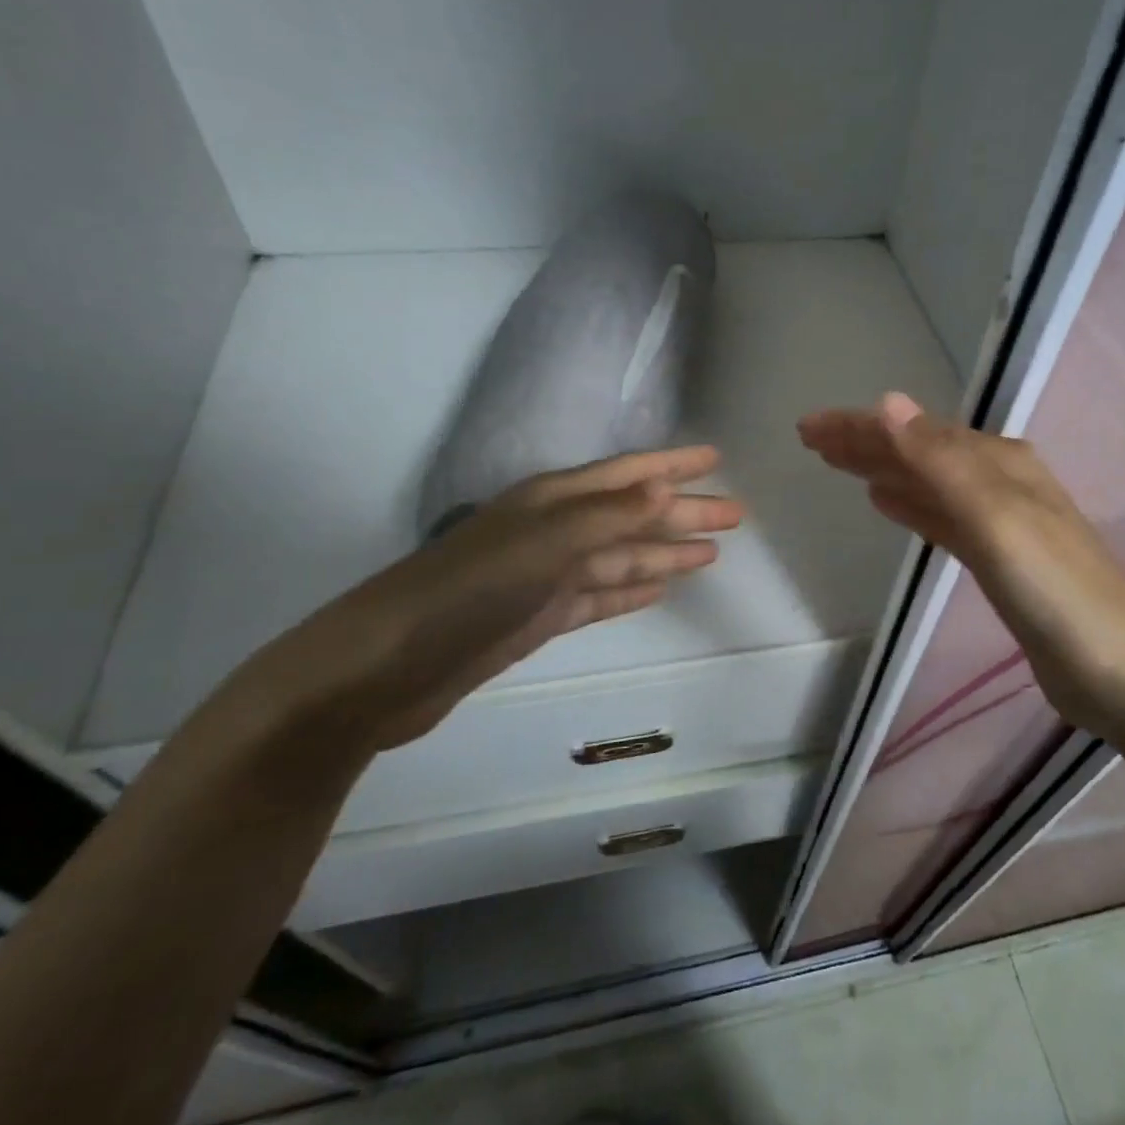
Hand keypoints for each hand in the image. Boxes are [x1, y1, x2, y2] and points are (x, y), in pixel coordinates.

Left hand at [219, 446, 743, 750]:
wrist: (388, 665)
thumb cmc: (467, 591)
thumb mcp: (542, 545)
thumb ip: (606, 517)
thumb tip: (665, 489)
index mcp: (553, 501)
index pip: (627, 475)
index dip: (671, 466)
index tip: (715, 459)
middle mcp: (554, 530)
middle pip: (633, 516)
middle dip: (683, 513)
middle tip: (736, 514)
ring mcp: (548, 576)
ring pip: (621, 557)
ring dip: (663, 553)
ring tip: (711, 552)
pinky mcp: (540, 617)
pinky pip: (601, 595)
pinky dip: (631, 591)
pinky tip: (658, 590)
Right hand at [798, 394, 1124, 718]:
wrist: (1121, 673)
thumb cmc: (1056, 592)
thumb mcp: (995, 518)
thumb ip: (940, 461)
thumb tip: (888, 402)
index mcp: (997, 464)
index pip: (914, 432)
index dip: (860, 426)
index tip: (809, 427)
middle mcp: (998, 482)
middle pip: (918, 452)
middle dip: (864, 443)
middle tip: (810, 440)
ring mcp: (999, 523)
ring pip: (925, 483)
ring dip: (881, 469)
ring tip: (838, 464)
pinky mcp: (996, 562)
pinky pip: (939, 518)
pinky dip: (909, 505)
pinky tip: (886, 503)